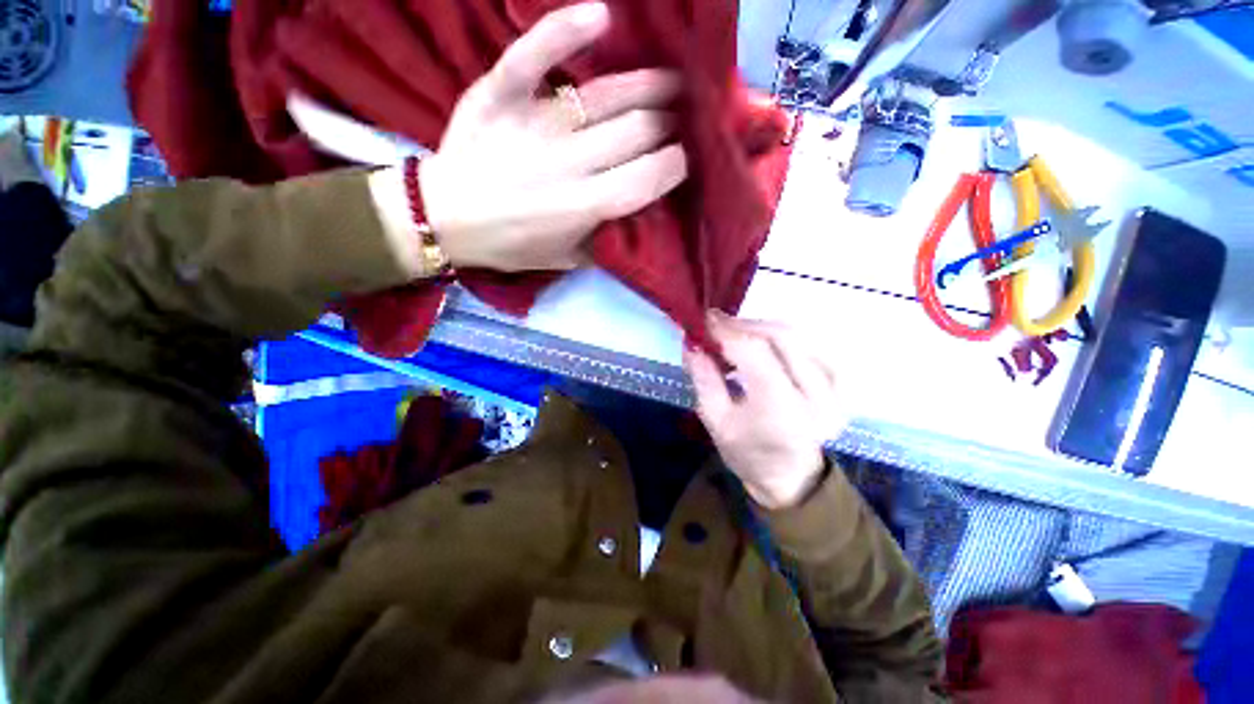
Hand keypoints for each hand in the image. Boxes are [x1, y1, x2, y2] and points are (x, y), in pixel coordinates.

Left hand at [418, 2, 687, 271]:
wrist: (447, 218)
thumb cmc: (512, 245)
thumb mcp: (566, 260)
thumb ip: (605, 241)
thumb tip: (638, 216)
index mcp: (583, 207)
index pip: (646, 178)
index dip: (674, 165)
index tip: (686, 158)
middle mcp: (568, 163)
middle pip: (636, 132)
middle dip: (667, 125)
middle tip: (681, 121)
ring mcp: (535, 123)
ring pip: (605, 96)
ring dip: (649, 84)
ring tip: (676, 80)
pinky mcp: (502, 95)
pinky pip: (535, 54)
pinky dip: (566, 29)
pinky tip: (601, 16)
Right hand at [685, 312, 845, 509]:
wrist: (790, 477)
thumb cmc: (747, 452)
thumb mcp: (715, 420)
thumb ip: (703, 377)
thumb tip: (692, 342)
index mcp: (781, 408)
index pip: (755, 351)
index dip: (728, 330)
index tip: (705, 319)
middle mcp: (816, 394)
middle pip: (781, 336)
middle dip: (745, 325)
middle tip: (718, 326)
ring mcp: (835, 388)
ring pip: (798, 335)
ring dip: (763, 328)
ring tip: (737, 335)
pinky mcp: (840, 383)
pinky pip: (810, 344)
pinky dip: (782, 337)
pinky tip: (764, 345)